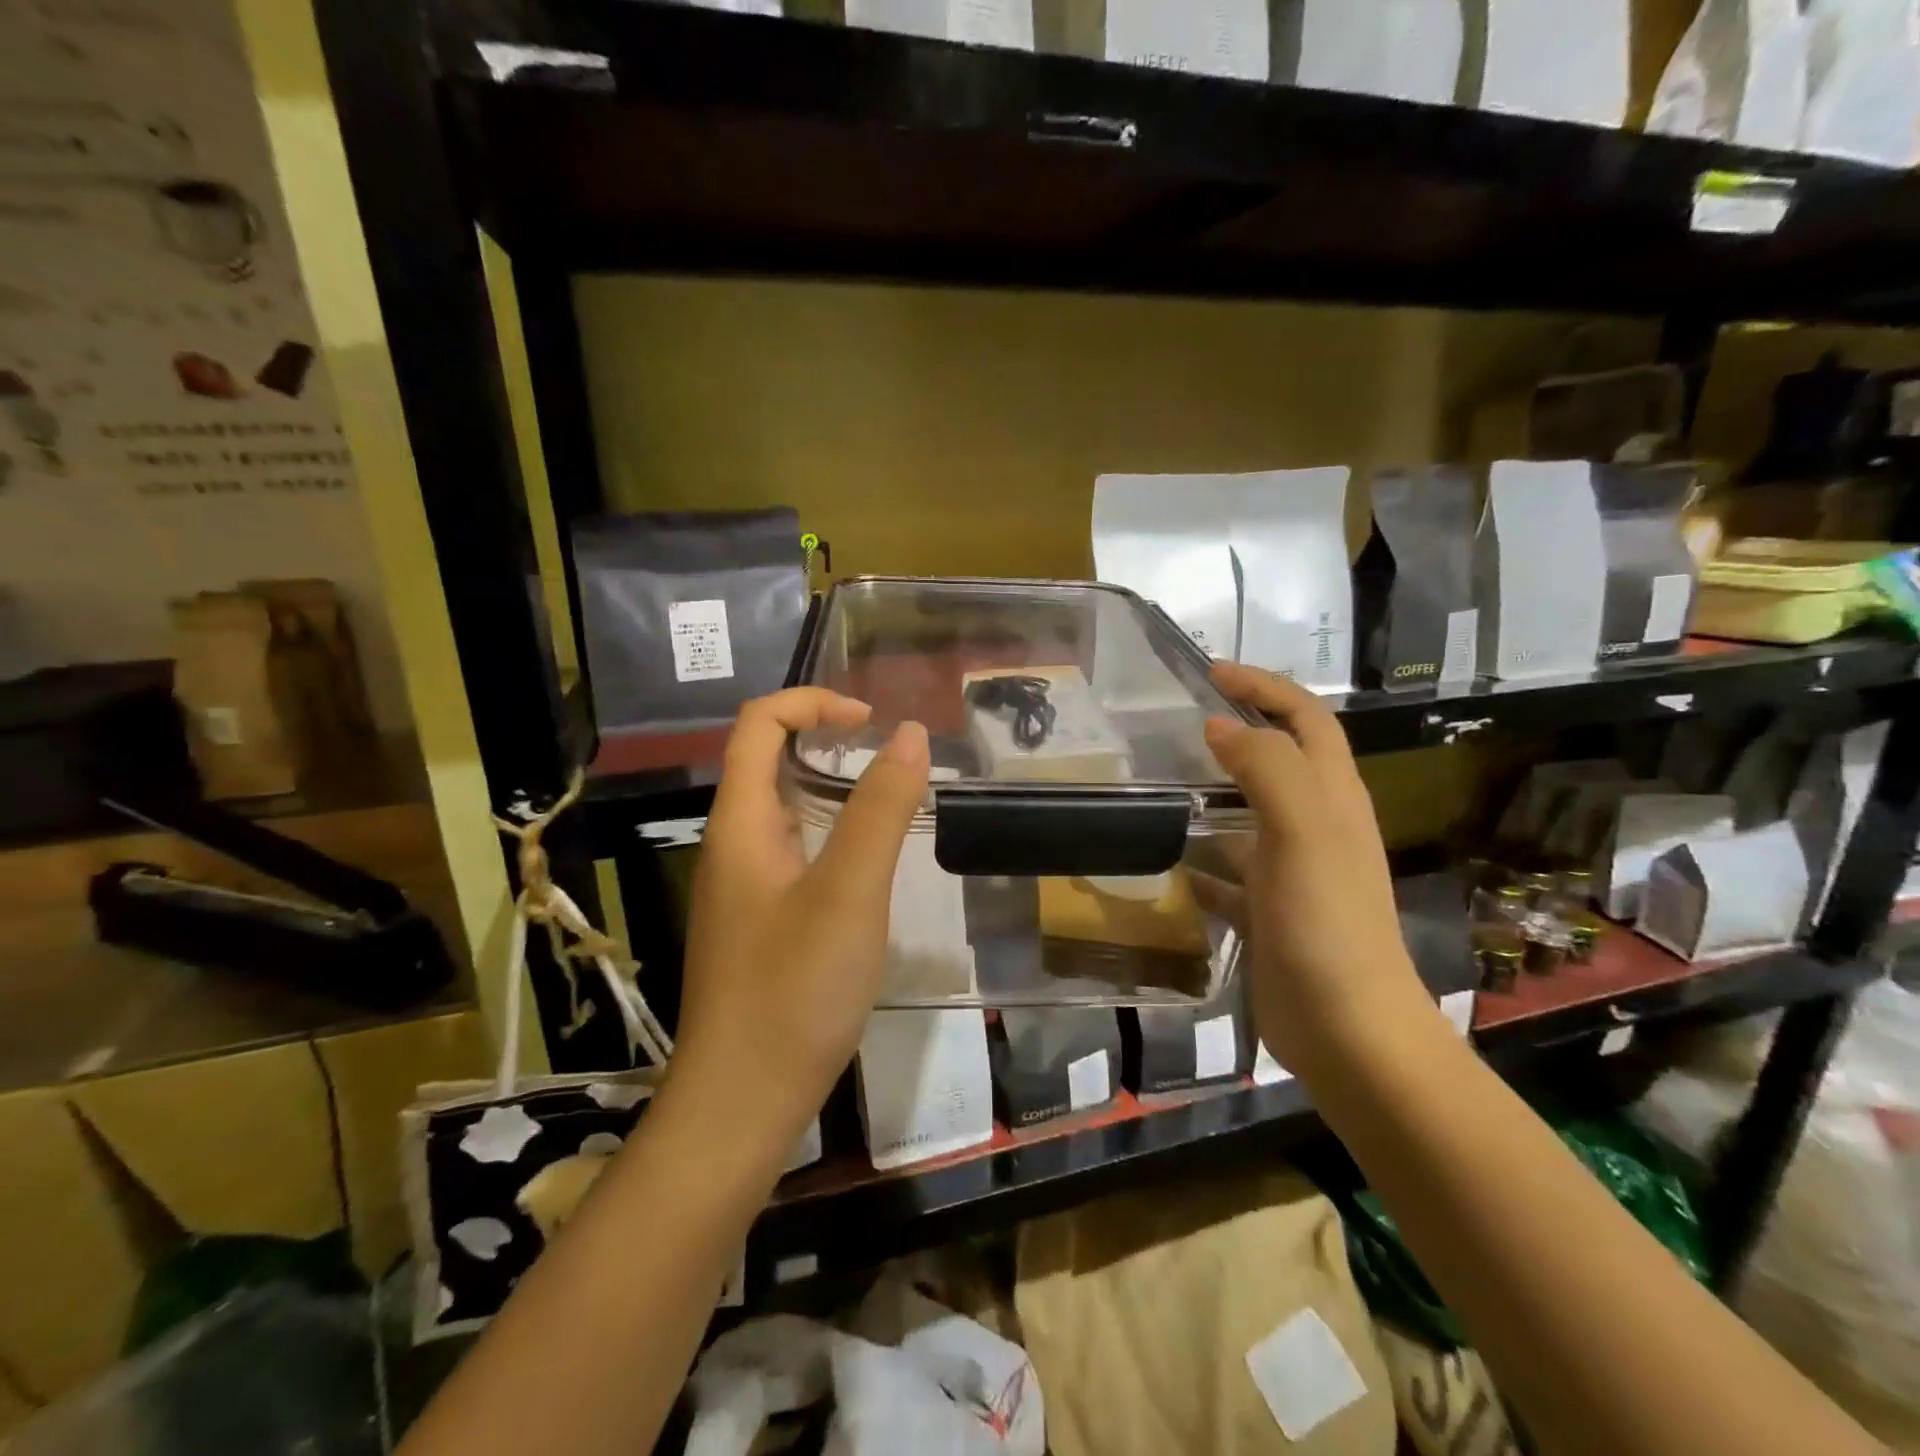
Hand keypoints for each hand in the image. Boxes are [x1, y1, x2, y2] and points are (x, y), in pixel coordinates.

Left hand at [671, 688, 929, 1142]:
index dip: (812, 702)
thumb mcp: (849, 892)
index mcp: (740, 824)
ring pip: (783, 810)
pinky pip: (793, 853)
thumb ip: (879, 810)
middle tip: (888, 757)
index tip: (871, 721)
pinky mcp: (759, 924)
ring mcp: (743, 889)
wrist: (742, 1104)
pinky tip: (868, 869)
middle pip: (766, 761)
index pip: (758, 724)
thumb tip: (908, 734)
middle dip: (825, 739)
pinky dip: (831, 835)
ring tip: (889, 802)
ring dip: (832, 788)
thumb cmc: (793, 992)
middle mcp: (733, 846)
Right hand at [1201, 662, 1435, 1076]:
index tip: (1210, 672)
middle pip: (1278, 761)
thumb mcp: (1303, 832)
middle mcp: (1316, 827)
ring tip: (1156, 786)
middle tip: (1176, 725)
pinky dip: (1199, 860)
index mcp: (1332, 798)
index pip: (1305, 719)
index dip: (1264, 688)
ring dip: (1210, 795)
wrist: (1347, 1031)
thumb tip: (1220, 727)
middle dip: (1236, 732)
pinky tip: (1165, 863)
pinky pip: (1227, 871)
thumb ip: (1266, 769)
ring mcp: (1292, 872)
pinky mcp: (1267, 912)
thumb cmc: (1327, 923)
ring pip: (1247, 815)